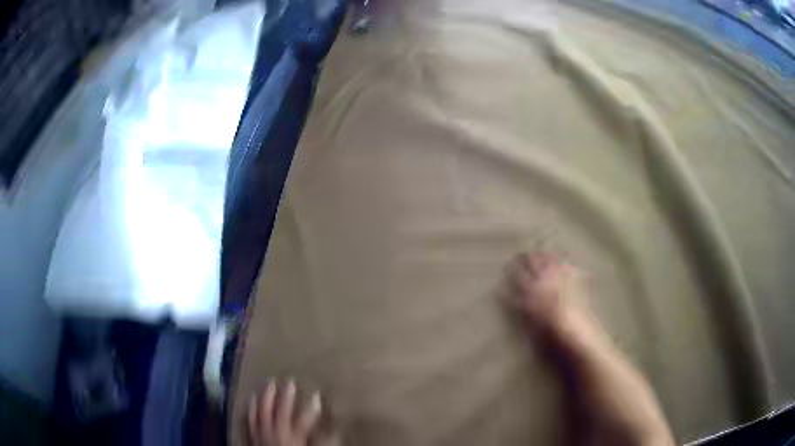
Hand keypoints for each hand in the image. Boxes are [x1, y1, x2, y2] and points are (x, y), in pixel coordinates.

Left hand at [248, 380, 336, 445]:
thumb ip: (323, 443)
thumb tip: (335, 431)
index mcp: (293, 439)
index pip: (304, 420)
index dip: (311, 408)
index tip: (317, 395)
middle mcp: (275, 434)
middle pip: (279, 411)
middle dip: (285, 396)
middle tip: (289, 380)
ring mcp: (261, 435)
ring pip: (261, 412)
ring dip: (265, 397)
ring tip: (268, 383)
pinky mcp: (252, 437)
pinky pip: (249, 419)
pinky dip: (250, 408)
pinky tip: (251, 399)